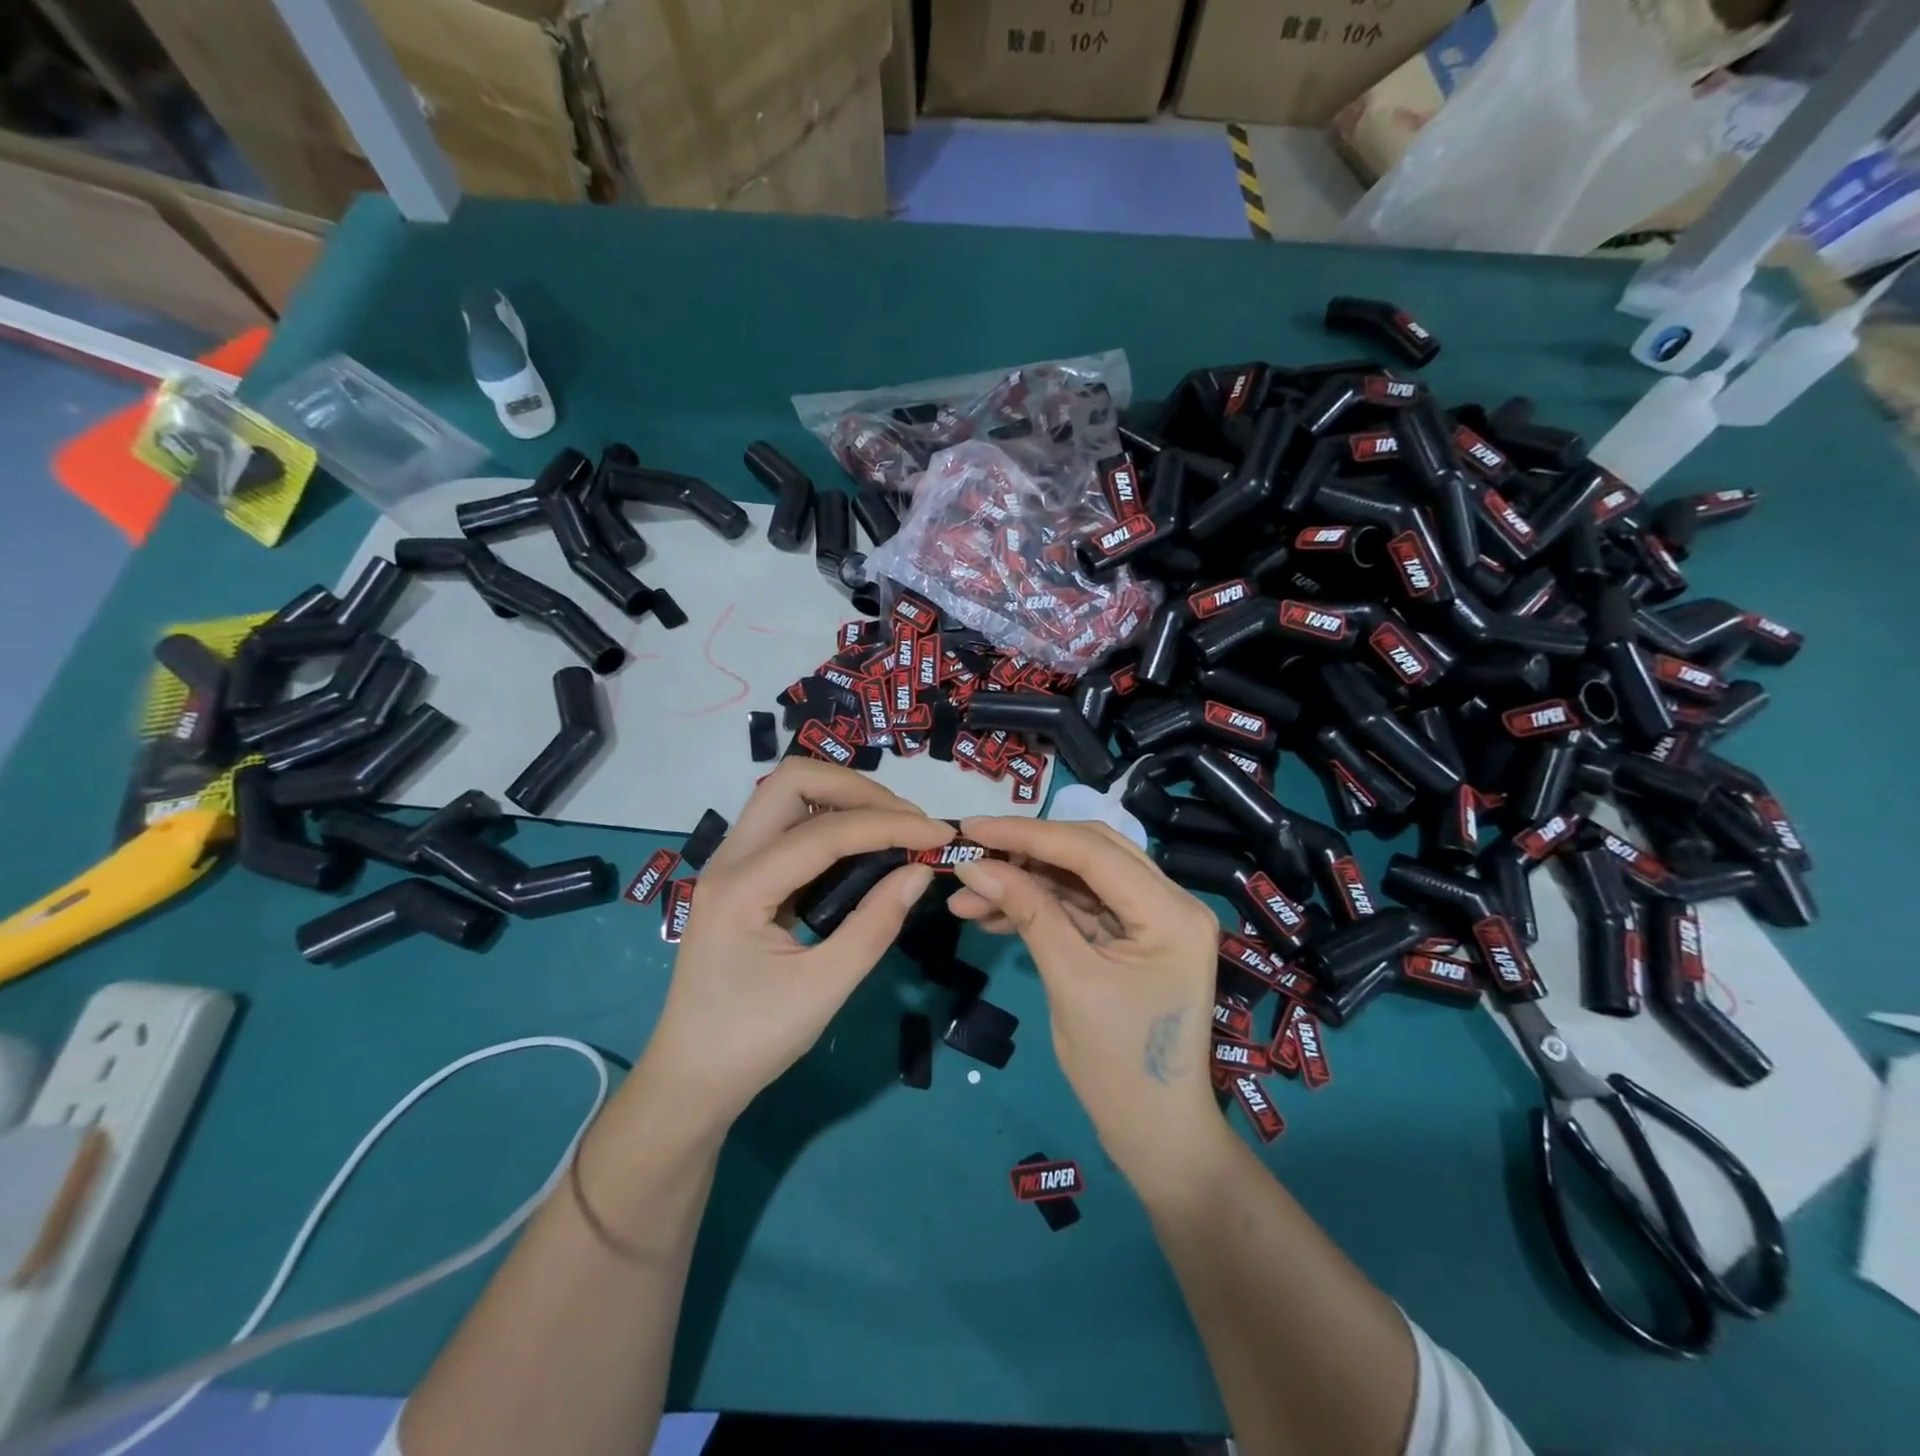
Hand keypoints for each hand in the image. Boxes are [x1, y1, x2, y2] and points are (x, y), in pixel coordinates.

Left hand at [632, 760, 952, 1133]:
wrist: (691, 1078)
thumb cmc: (753, 1041)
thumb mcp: (824, 988)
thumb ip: (876, 924)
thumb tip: (920, 870)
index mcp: (742, 887)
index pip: (825, 831)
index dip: (888, 824)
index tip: (939, 833)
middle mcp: (729, 859)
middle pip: (792, 781)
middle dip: (858, 789)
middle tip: (907, 821)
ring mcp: (730, 863)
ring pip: (786, 795)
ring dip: (842, 798)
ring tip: (892, 828)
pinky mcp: (740, 875)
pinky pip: (785, 824)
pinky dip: (828, 819)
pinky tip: (861, 848)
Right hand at [947, 816, 1227, 1193]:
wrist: (1156, 1136)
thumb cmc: (1120, 1067)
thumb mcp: (1070, 982)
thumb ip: (1027, 912)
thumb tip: (973, 864)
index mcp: (1170, 911)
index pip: (1091, 851)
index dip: (1027, 835)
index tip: (971, 828)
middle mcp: (1169, 901)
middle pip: (1089, 852)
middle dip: (1025, 851)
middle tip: (970, 851)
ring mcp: (1151, 919)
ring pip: (1079, 878)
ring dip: (1025, 882)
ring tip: (966, 895)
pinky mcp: (1131, 937)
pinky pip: (1079, 907)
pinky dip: (1037, 907)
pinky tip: (990, 914)